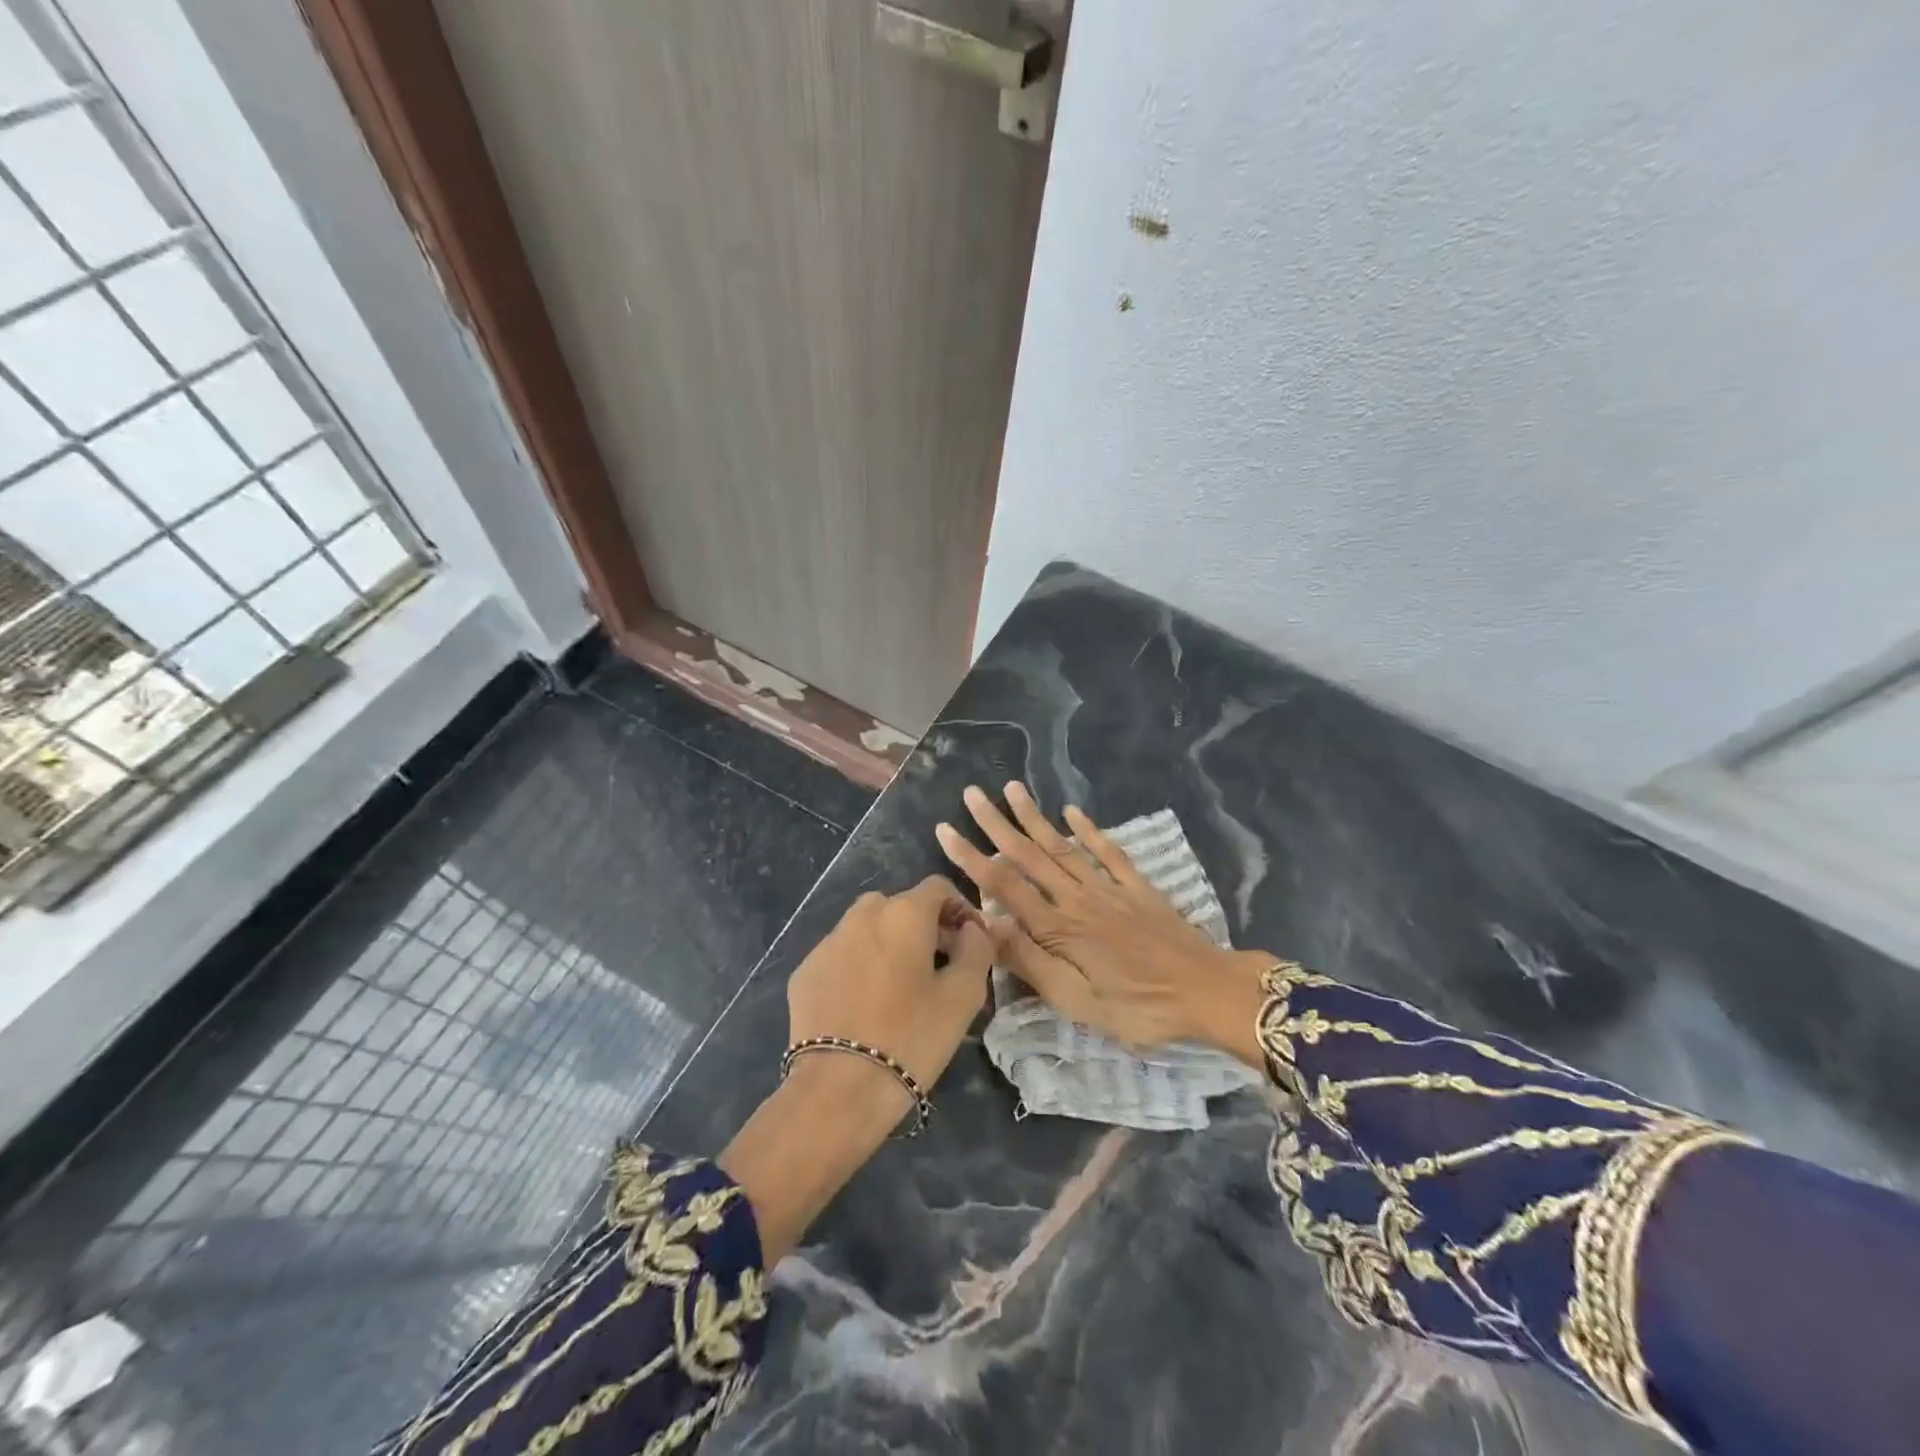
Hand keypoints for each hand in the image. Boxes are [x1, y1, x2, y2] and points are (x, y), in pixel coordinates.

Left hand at [720, 877, 993, 1262]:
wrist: (837, 1090)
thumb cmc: (911, 1038)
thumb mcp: (963, 997)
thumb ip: (977, 950)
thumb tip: (973, 929)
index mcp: (904, 913)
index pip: (938, 888)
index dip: (960, 909)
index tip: (970, 943)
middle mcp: (862, 915)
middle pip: (901, 906)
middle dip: (924, 927)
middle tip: (939, 967)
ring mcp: (828, 942)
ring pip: (867, 929)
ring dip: (889, 945)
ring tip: (900, 988)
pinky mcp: (805, 971)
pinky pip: (841, 956)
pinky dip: (858, 967)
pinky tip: (865, 1005)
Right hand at [936, 783, 1271, 1065]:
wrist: (1207, 992)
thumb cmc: (1139, 1008)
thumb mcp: (1078, 1002)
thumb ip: (1031, 962)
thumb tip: (987, 925)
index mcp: (1058, 929)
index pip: (1003, 886)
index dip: (971, 857)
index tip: (945, 830)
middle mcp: (1077, 898)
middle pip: (1029, 855)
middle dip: (996, 824)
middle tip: (971, 794)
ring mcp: (1109, 888)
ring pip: (1062, 846)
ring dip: (1034, 817)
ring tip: (1011, 788)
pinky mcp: (1137, 887)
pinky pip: (1108, 851)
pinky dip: (1088, 829)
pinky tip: (1072, 811)